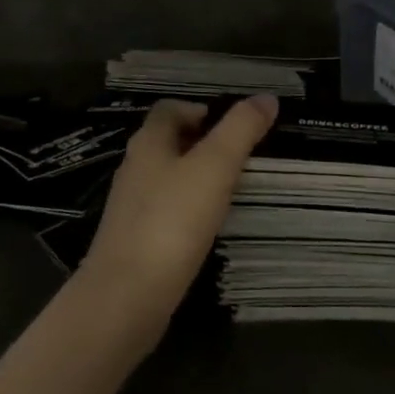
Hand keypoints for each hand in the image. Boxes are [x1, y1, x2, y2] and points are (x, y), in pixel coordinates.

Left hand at [76, 95, 278, 340]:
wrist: (127, 297)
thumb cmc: (172, 221)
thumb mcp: (214, 167)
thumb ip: (240, 130)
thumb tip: (267, 97)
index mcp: (148, 143)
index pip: (170, 109)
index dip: (201, 109)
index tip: (235, 126)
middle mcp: (135, 169)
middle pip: (169, 142)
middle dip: (203, 143)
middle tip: (242, 156)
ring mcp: (131, 207)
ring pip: (167, 178)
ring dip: (196, 177)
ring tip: (233, 189)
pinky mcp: (135, 241)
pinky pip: (166, 212)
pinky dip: (188, 210)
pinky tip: (209, 227)